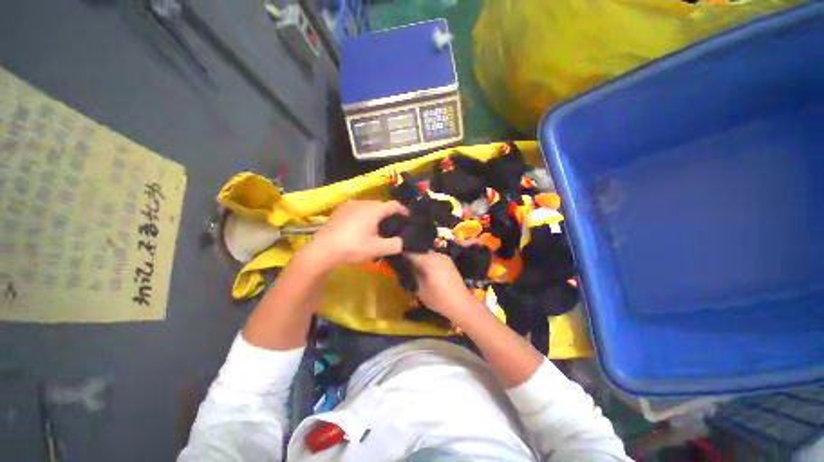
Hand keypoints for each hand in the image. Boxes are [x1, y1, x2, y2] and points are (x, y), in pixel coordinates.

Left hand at [304, 200, 407, 268]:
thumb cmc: (352, 247)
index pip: (394, 205)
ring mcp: (349, 205)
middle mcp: (362, 203)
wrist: (322, 250)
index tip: (408, 218)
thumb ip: (395, 245)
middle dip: (389, 214)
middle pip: (381, 205)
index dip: (403, 211)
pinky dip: (364, 215)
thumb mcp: (377, 249)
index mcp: (373, 209)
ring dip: (376, 214)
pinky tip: (361, 226)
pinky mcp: (340, 210)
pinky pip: (358, 209)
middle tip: (393, 225)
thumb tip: (402, 242)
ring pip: (368, 206)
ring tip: (378, 227)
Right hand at [407, 252, 484, 323]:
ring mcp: (443, 256)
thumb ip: (410, 276)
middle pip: (418, 251)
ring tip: (415, 266)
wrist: (461, 302)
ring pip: (426, 253)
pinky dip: (427, 259)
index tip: (395, 258)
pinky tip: (426, 268)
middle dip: (410, 256)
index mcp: (427, 261)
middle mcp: (435, 255)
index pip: (410, 253)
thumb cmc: (438, 299)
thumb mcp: (419, 290)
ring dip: (419, 257)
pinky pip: (433, 256)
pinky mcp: (448, 260)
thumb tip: (403, 267)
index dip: (401, 255)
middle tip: (404, 264)